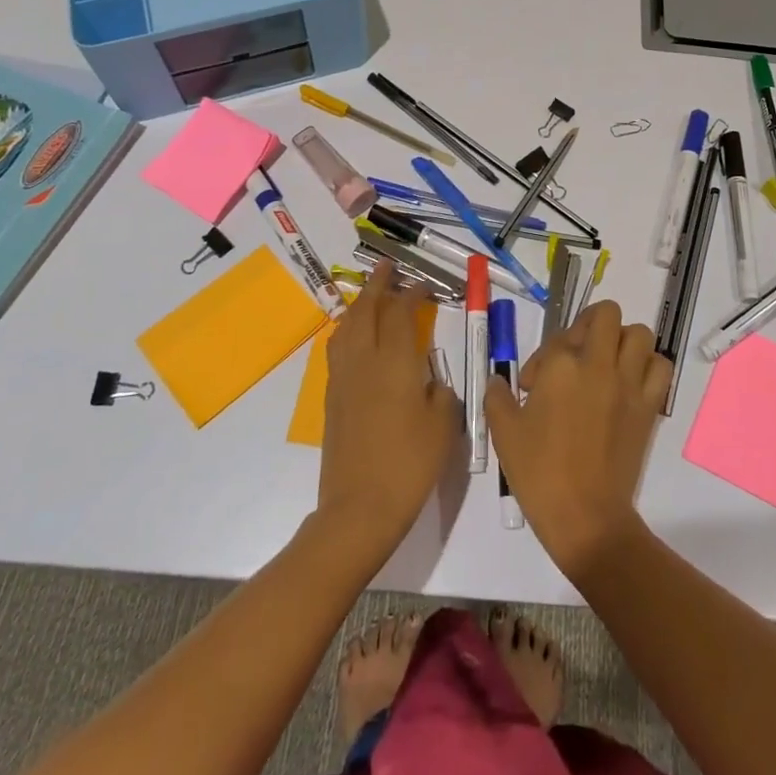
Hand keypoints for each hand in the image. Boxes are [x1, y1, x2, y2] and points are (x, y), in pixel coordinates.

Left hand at [316, 262, 459, 557]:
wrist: (359, 508)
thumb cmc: (410, 465)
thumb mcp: (444, 426)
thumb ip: (441, 393)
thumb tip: (430, 382)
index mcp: (396, 362)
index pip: (402, 313)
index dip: (413, 293)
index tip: (425, 285)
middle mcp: (365, 360)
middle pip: (367, 309)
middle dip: (378, 284)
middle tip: (388, 266)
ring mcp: (344, 377)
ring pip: (347, 326)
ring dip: (359, 303)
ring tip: (370, 294)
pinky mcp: (332, 397)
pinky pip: (338, 347)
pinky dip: (347, 329)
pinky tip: (354, 335)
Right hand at [485, 300, 669, 579]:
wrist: (586, 516)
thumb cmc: (539, 473)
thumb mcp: (504, 432)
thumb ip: (498, 397)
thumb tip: (499, 381)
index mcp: (561, 366)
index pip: (555, 341)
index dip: (541, 360)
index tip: (533, 387)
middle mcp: (598, 364)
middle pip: (605, 314)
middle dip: (589, 325)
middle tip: (576, 354)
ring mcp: (628, 383)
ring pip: (638, 333)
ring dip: (622, 341)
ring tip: (605, 364)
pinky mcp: (649, 405)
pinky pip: (660, 367)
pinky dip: (649, 366)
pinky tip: (630, 383)